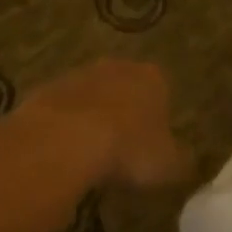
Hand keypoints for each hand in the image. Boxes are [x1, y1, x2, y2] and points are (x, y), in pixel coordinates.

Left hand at [22, 58, 191, 189]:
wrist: (65, 140)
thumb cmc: (128, 149)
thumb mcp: (169, 165)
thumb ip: (181, 160)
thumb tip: (186, 160)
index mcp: (153, 77)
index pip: (162, 90)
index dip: (158, 117)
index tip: (152, 144)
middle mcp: (117, 67)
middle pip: (124, 88)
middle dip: (123, 112)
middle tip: (121, 149)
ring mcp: (78, 75)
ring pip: (90, 96)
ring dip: (91, 118)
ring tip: (89, 155)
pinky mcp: (45, 90)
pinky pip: (61, 110)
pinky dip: (63, 128)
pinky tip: (61, 154)